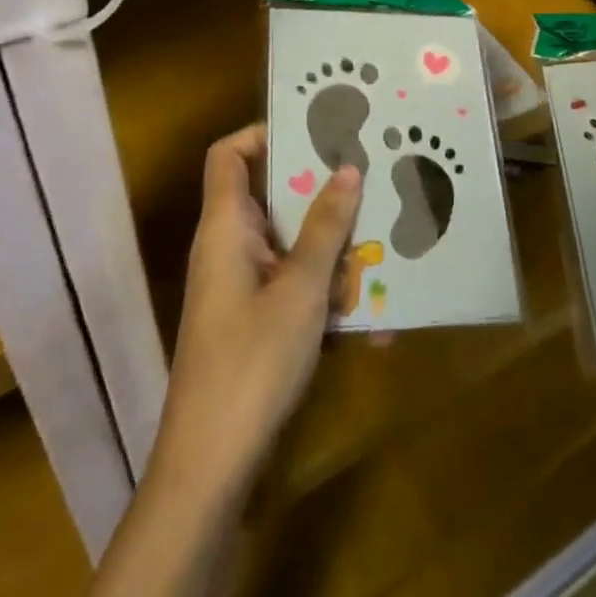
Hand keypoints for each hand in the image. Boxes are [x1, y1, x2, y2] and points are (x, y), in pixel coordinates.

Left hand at [152, 124, 360, 503]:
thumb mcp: (300, 289)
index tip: (316, 130)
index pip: (229, 155)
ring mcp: (241, 286)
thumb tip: (348, 168)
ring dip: (333, 246)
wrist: (209, 466)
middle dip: (321, 191)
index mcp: (226, 227)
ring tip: (385, 244)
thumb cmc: (252, 362)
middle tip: (370, 177)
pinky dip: (327, 292)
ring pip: (290, 243)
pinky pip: (294, 285)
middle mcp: (229, 247)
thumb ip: (326, 228)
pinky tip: (373, 318)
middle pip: (271, 195)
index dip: (263, 133)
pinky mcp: (254, 320)